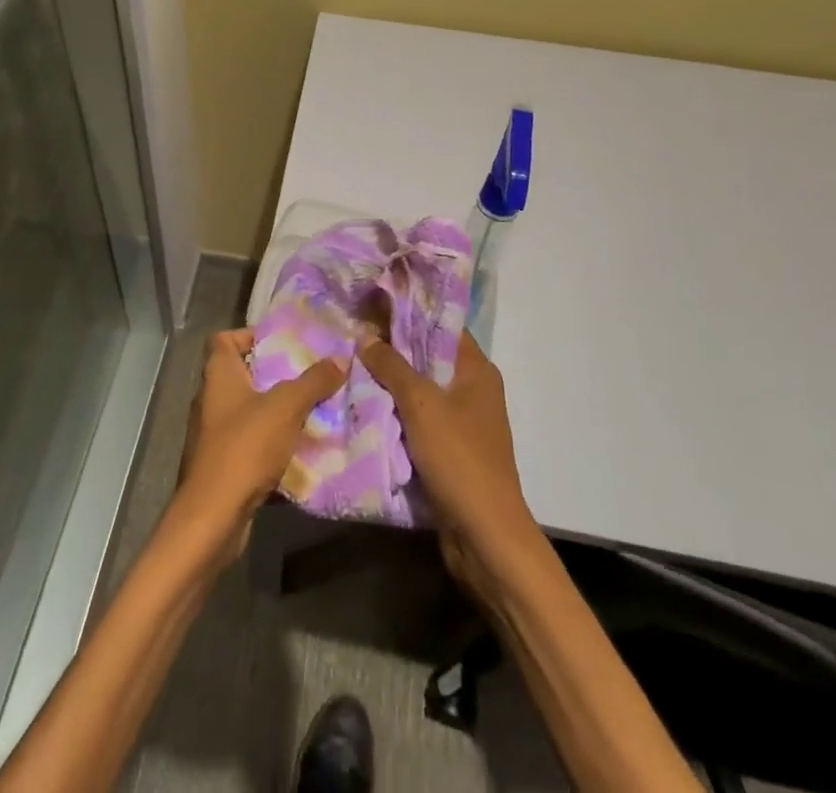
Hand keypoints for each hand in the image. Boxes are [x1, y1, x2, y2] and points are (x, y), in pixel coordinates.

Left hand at [172, 329, 346, 565]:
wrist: (213, 516)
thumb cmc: (244, 447)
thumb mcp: (286, 408)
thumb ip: (313, 381)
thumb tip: (341, 359)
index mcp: (218, 375)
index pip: (224, 339)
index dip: (249, 336)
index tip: (281, 344)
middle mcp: (210, 398)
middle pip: (241, 375)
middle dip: (274, 375)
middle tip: (307, 376)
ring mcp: (213, 433)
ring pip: (248, 411)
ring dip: (276, 412)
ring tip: (311, 410)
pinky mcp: (221, 464)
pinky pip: (250, 443)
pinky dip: (271, 444)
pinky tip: (299, 450)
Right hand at [360, 331, 538, 604]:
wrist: (485, 536)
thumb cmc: (459, 458)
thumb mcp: (421, 404)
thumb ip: (392, 366)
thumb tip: (365, 335)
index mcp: (476, 370)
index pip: (442, 325)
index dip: (409, 311)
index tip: (373, 300)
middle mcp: (472, 390)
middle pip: (428, 356)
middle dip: (393, 347)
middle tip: (353, 331)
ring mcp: (462, 422)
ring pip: (420, 390)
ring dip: (391, 381)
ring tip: (351, 362)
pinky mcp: (450, 450)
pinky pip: (418, 419)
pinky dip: (395, 412)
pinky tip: (364, 403)